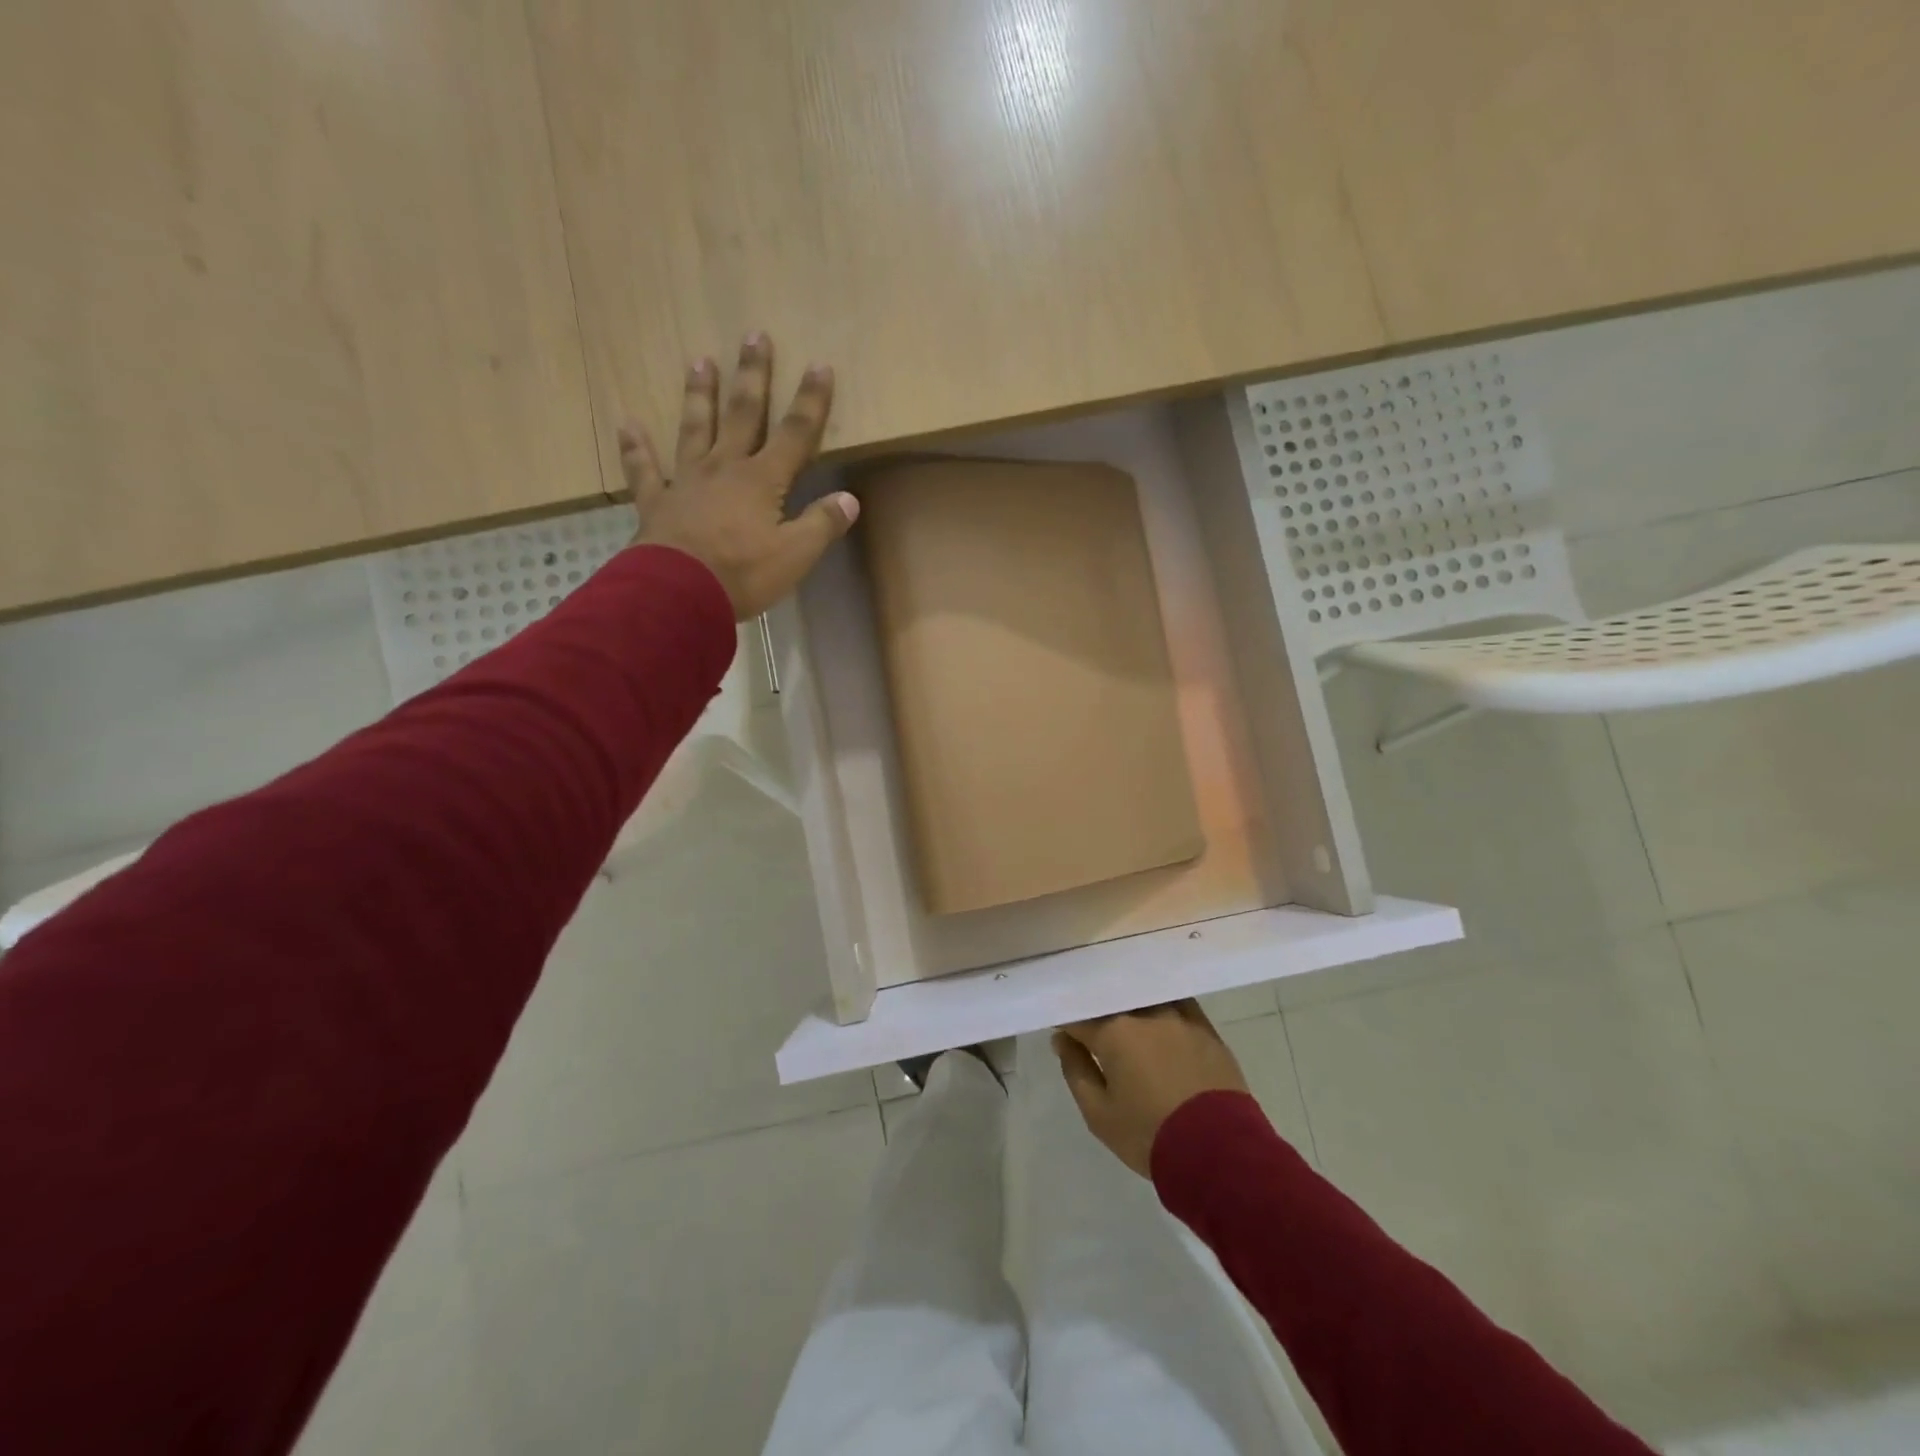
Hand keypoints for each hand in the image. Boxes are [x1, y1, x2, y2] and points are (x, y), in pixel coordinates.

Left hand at [621, 333, 858, 619]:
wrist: (678, 594)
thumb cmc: (743, 574)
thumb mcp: (796, 556)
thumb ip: (822, 525)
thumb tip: (850, 499)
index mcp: (762, 480)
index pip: (794, 433)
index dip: (810, 402)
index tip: (819, 366)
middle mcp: (724, 468)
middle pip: (741, 414)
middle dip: (752, 376)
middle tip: (754, 336)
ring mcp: (685, 481)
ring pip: (694, 429)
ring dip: (699, 396)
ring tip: (700, 361)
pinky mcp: (656, 502)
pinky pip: (643, 470)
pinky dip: (636, 447)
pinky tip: (627, 423)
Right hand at [1053, 1001, 1252, 1177]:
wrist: (1220, 1153)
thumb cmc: (1149, 1135)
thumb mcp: (1099, 1114)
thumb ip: (1076, 1070)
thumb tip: (1062, 1040)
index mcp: (1113, 1031)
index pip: (1079, 1015)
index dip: (1068, 1023)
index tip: (1064, 1033)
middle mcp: (1144, 1013)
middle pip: (1112, 1001)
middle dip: (1099, 1013)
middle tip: (1095, 1032)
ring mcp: (1178, 1015)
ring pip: (1145, 998)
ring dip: (1131, 1007)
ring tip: (1128, 1023)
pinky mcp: (1205, 1026)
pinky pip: (1176, 1004)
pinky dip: (1162, 1008)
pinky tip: (1160, 1019)